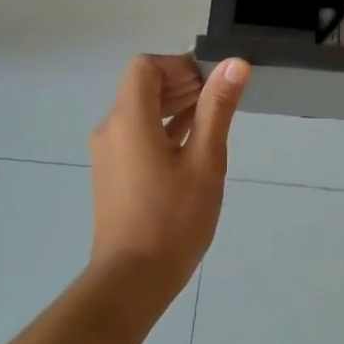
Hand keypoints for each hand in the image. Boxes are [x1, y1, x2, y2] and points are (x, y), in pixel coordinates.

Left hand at [88, 54, 249, 300]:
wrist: (132, 280)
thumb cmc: (173, 218)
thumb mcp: (205, 160)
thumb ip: (217, 108)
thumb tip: (234, 63)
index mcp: (129, 119)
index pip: (146, 66)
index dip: (179, 65)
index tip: (212, 82)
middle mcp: (111, 129)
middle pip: (142, 86)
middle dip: (182, 83)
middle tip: (220, 99)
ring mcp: (109, 153)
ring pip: (141, 111)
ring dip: (174, 106)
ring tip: (212, 120)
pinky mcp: (113, 173)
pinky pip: (137, 135)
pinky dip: (163, 129)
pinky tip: (192, 144)